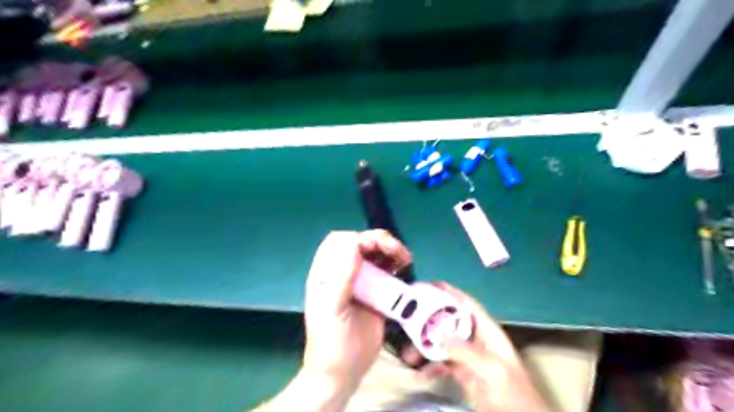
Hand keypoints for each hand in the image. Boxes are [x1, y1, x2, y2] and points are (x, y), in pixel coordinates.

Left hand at [299, 232, 411, 392]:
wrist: (343, 372)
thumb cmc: (332, 341)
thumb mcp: (333, 309)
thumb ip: (341, 277)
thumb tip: (354, 243)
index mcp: (327, 273)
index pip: (340, 241)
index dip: (358, 238)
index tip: (374, 249)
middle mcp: (344, 273)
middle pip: (362, 244)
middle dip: (380, 241)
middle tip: (397, 251)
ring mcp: (362, 282)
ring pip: (377, 255)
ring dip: (392, 251)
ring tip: (406, 259)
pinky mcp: (377, 293)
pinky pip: (388, 272)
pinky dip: (397, 266)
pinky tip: (405, 269)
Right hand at [419, 286, 549, 411]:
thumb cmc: (514, 393)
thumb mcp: (493, 370)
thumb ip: (467, 352)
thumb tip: (439, 335)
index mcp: (488, 332)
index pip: (468, 306)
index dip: (452, 293)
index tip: (432, 284)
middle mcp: (477, 340)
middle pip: (451, 322)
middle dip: (430, 320)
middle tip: (409, 317)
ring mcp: (469, 357)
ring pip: (443, 344)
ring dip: (425, 347)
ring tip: (408, 354)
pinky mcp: (463, 373)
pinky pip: (442, 364)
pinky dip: (430, 367)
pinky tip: (419, 374)